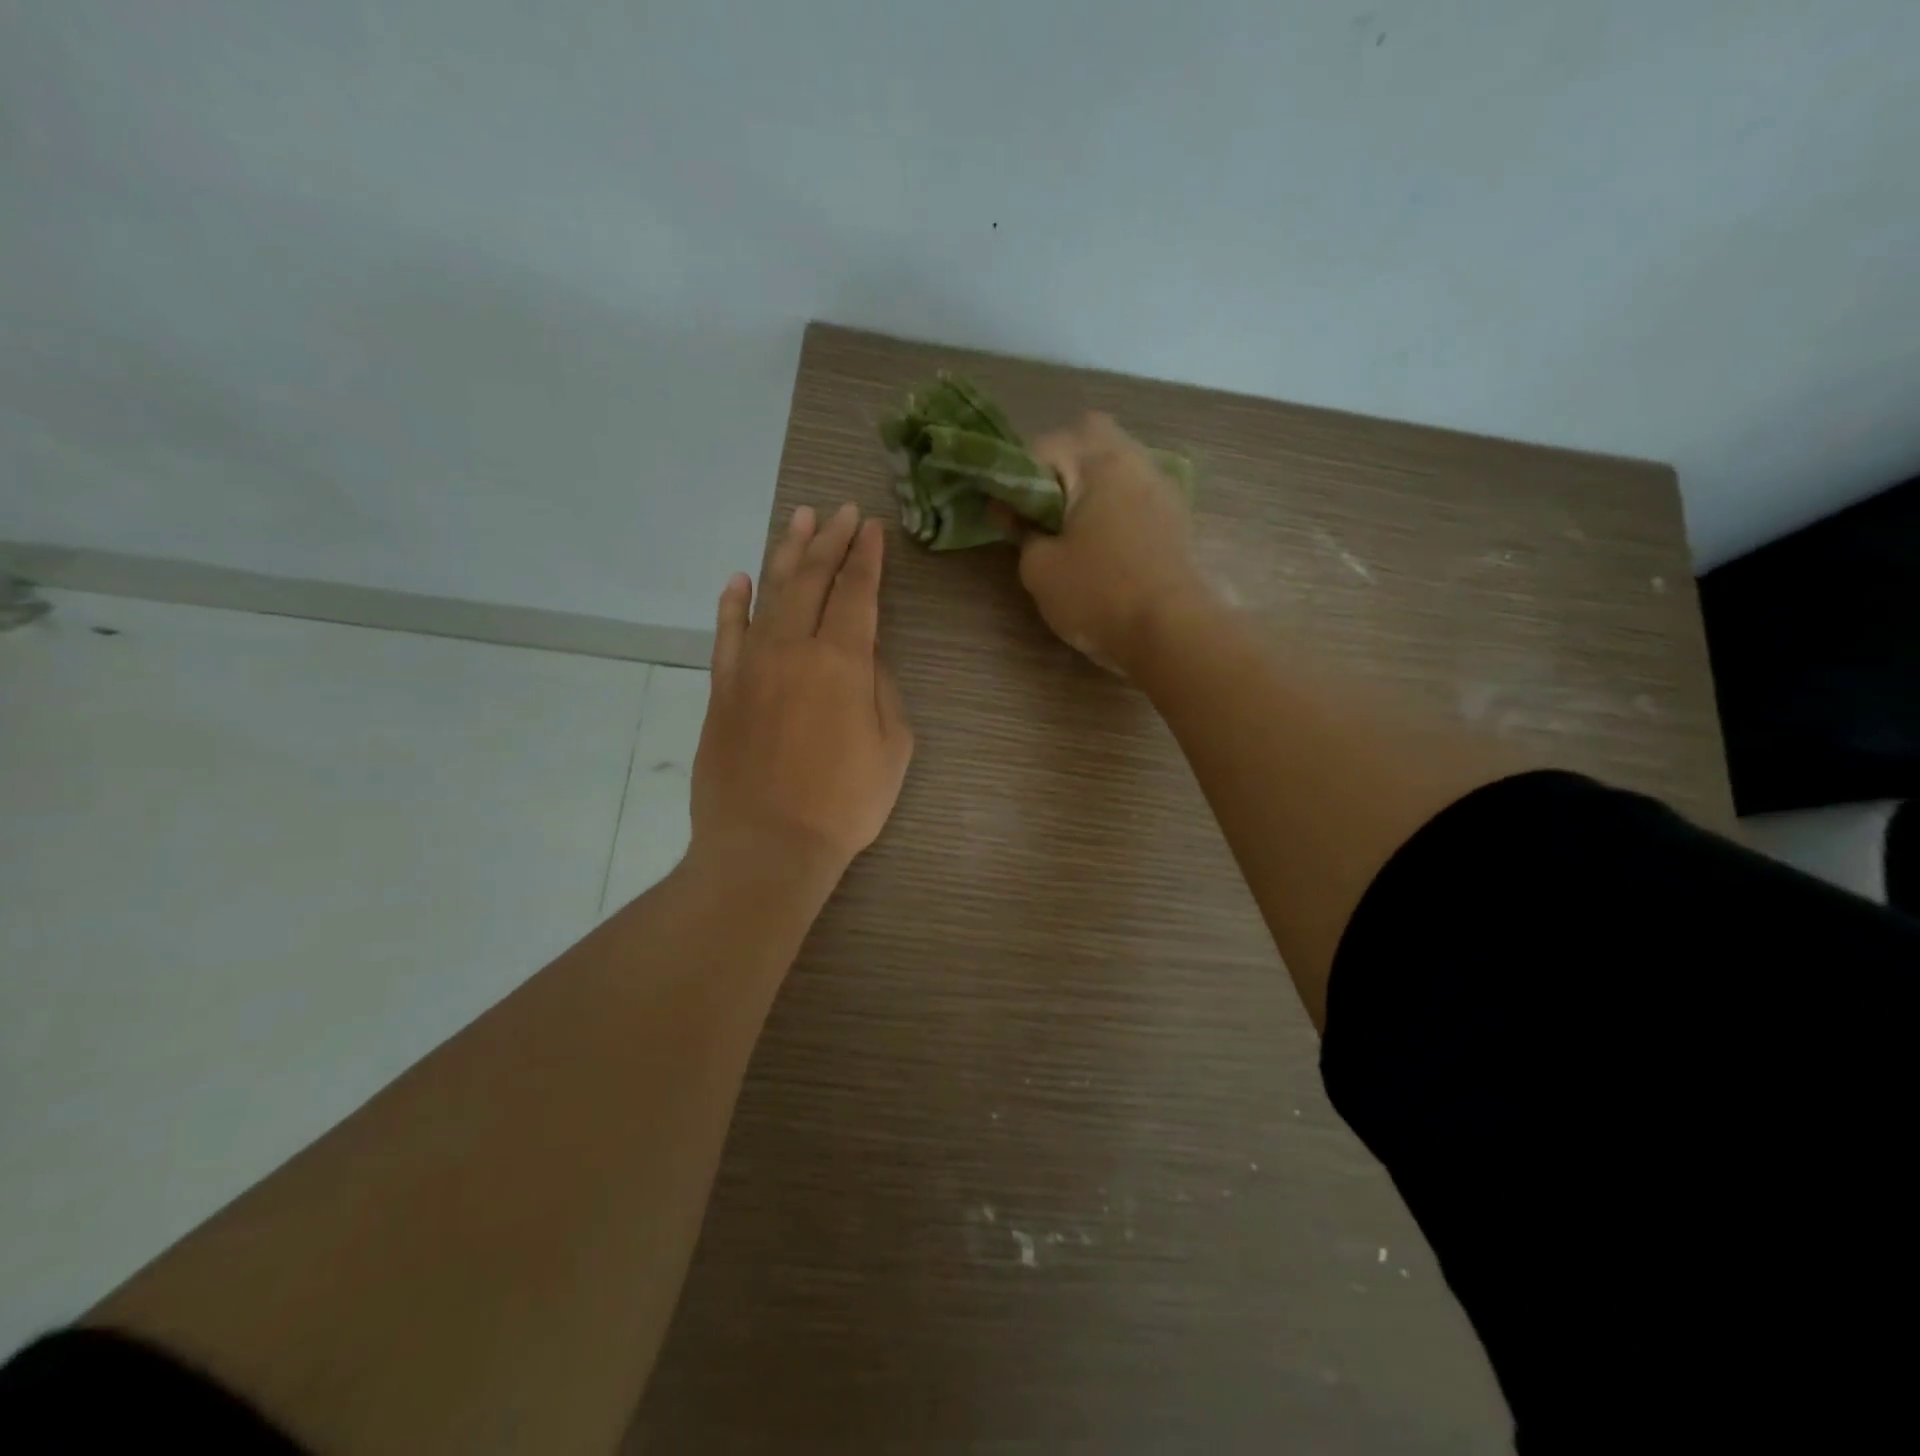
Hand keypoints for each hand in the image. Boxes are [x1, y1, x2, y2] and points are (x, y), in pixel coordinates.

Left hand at [691, 502, 913, 879]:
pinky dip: (732, 603)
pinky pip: (726, 634)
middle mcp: (793, 649)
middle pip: (812, 581)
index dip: (866, 557)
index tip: (872, 527)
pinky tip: (739, 579)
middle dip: (830, 541)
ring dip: (786, 555)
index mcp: (842, 662)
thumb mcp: (893, 748)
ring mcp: (750, 667)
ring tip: (798, 521)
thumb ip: (882, 689)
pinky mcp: (722, 690)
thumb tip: (865, 654)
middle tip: (840, 511)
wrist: (767, 845)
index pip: (857, 593)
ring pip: (769, 595)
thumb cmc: (845, 804)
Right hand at [1009, 413, 1207, 675]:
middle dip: (1059, 464)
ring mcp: (1161, 485)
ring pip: (1116, 462)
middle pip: (1088, 437)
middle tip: (1041, 508)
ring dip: (1089, 483)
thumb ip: (1021, 531)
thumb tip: (1012, 511)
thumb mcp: (1040, 568)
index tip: (1004, 515)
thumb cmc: (1098, 594)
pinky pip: (1135, 491)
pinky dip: (1114, 503)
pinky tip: (1103, 539)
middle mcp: (1134, 459)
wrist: (1171, 632)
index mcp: (1097, 461)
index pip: (1040, 447)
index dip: (1013, 480)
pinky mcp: (1176, 515)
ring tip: (1070, 527)